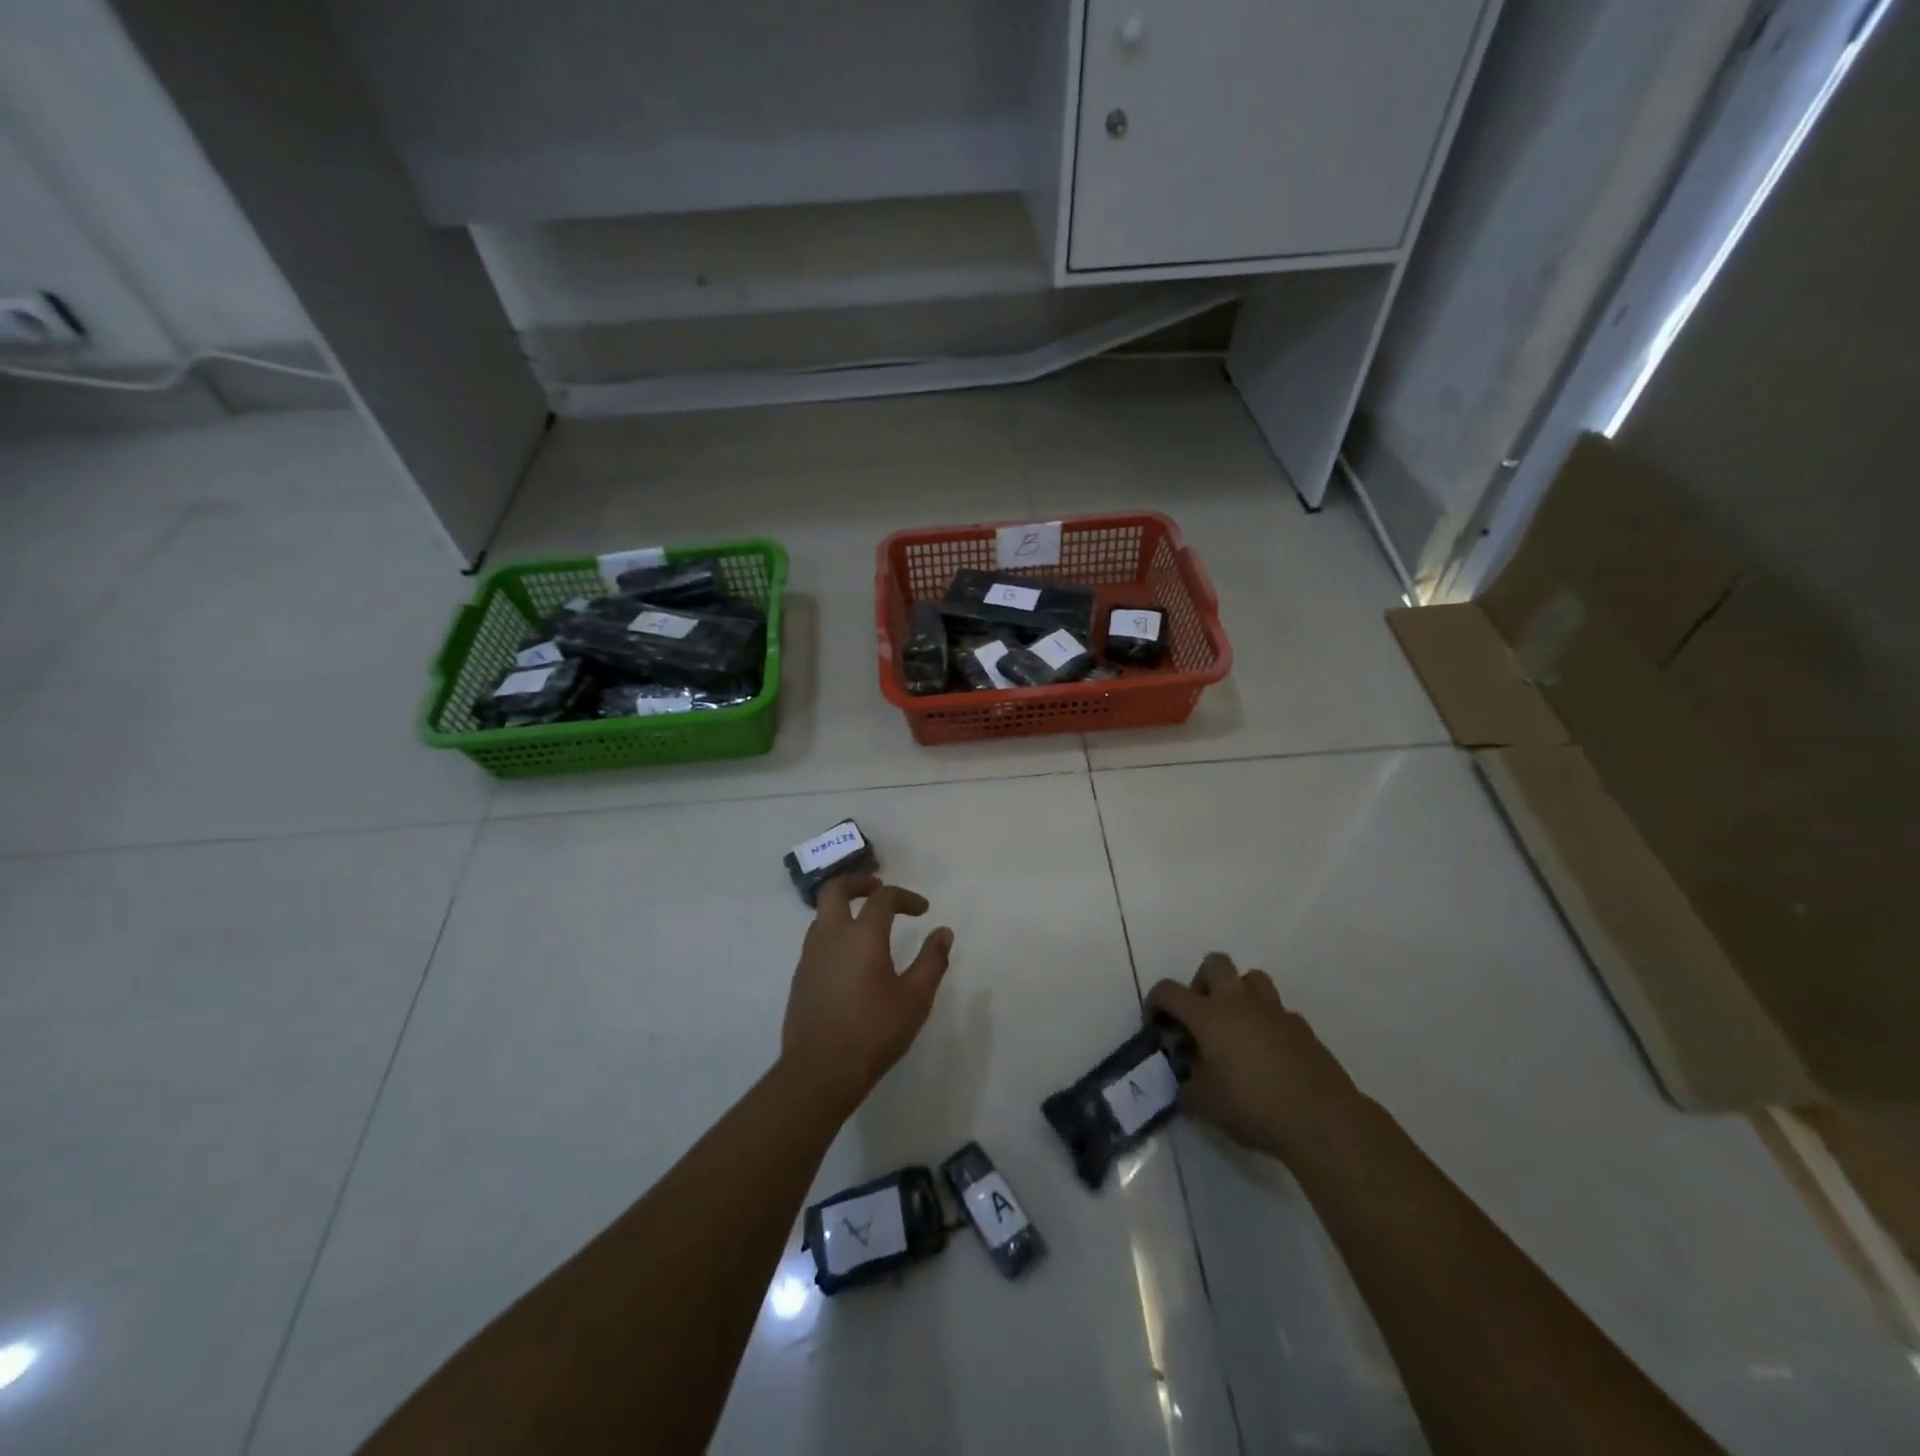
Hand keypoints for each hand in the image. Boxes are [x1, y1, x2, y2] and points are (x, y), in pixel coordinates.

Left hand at [781, 875, 952, 1113]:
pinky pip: (816, 941)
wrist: (820, 1071)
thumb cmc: (874, 1031)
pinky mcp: (800, 978)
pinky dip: (834, 934)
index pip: (883, 898)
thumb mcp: (915, 998)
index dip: (905, 897)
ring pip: (822, 915)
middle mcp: (831, 936)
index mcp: (862, 935)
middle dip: (858, 883)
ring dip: (844, 909)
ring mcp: (810, 956)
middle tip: (878, 889)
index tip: (923, 910)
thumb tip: (943, 932)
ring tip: (866, 924)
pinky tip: (850, 960)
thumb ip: (932, 961)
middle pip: (835, 889)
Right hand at [1147, 952, 1362, 1161]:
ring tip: (1235, 1026)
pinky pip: (1278, 1011)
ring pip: (1252, 978)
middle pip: (1215, 963)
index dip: (1155, 1002)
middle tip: (1200, 1015)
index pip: (1169, 991)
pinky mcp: (1302, 1028)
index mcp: (1208, 1016)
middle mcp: (1239, 1002)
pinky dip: (1267, 1022)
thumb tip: (1187, 1081)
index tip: (1155, 1023)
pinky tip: (1268, 1052)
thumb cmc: (1253, 1106)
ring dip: (1238, 993)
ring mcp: (1274, 1011)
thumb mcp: (1205, 1105)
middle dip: (1201, 982)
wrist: (1321, 1119)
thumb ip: (1188, 1087)